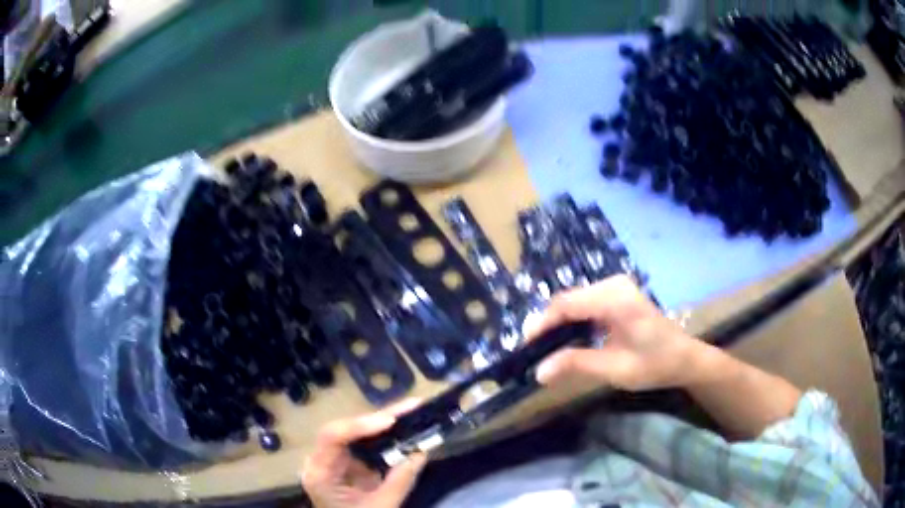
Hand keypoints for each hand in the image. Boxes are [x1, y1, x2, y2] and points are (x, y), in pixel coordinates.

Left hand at [301, 398, 426, 507]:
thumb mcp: (381, 506)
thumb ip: (400, 481)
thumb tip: (421, 452)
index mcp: (320, 473)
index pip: (332, 437)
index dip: (359, 425)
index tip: (390, 421)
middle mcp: (320, 459)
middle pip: (344, 429)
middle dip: (378, 418)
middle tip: (410, 408)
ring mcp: (331, 458)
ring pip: (354, 431)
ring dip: (382, 421)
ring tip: (410, 409)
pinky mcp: (344, 461)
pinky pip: (361, 441)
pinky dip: (382, 434)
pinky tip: (401, 423)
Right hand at [526, 275, 702, 391]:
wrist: (684, 358)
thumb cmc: (654, 365)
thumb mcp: (615, 369)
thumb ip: (577, 364)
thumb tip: (539, 371)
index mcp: (616, 300)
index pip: (566, 305)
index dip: (541, 324)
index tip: (524, 347)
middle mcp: (614, 285)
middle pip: (568, 300)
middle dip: (547, 324)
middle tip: (532, 352)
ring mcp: (616, 287)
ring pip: (574, 301)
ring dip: (558, 323)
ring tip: (544, 348)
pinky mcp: (617, 294)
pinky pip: (585, 303)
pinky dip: (572, 320)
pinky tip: (567, 339)